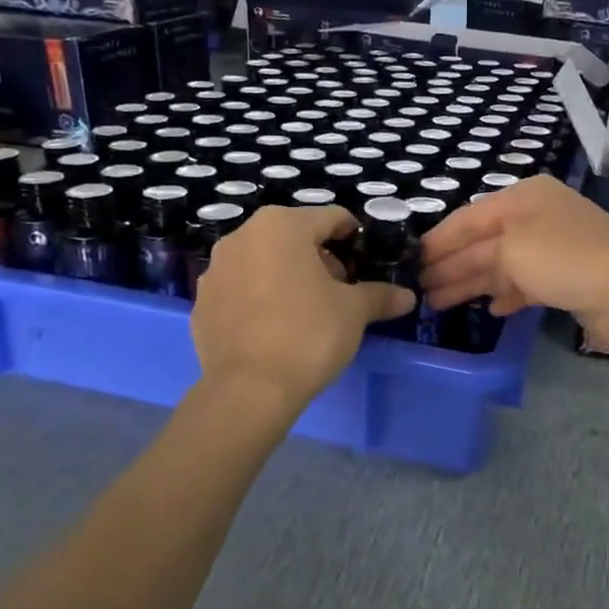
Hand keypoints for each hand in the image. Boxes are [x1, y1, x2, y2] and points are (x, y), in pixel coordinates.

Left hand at [190, 205, 415, 413]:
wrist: (249, 390)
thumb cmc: (308, 334)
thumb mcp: (354, 312)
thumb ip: (379, 295)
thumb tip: (407, 296)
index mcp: (282, 226)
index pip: (331, 218)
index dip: (353, 238)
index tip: (366, 262)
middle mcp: (242, 236)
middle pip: (293, 237)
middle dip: (319, 258)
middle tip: (340, 291)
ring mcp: (216, 269)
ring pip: (263, 261)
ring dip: (287, 276)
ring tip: (307, 311)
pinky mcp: (202, 302)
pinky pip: (240, 289)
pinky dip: (259, 298)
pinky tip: (274, 328)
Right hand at [420, 177, 608, 345]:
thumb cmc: (565, 258)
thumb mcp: (512, 248)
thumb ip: (477, 256)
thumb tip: (456, 272)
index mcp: (523, 199)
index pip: (468, 218)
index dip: (438, 240)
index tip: (410, 261)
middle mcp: (536, 220)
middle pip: (482, 243)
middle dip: (450, 265)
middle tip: (417, 290)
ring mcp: (552, 251)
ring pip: (500, 267)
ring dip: (470, 284)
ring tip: (439, 304)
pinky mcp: (565, 281)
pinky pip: (524, 286)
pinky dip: (505, 296)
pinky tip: (489, 309)